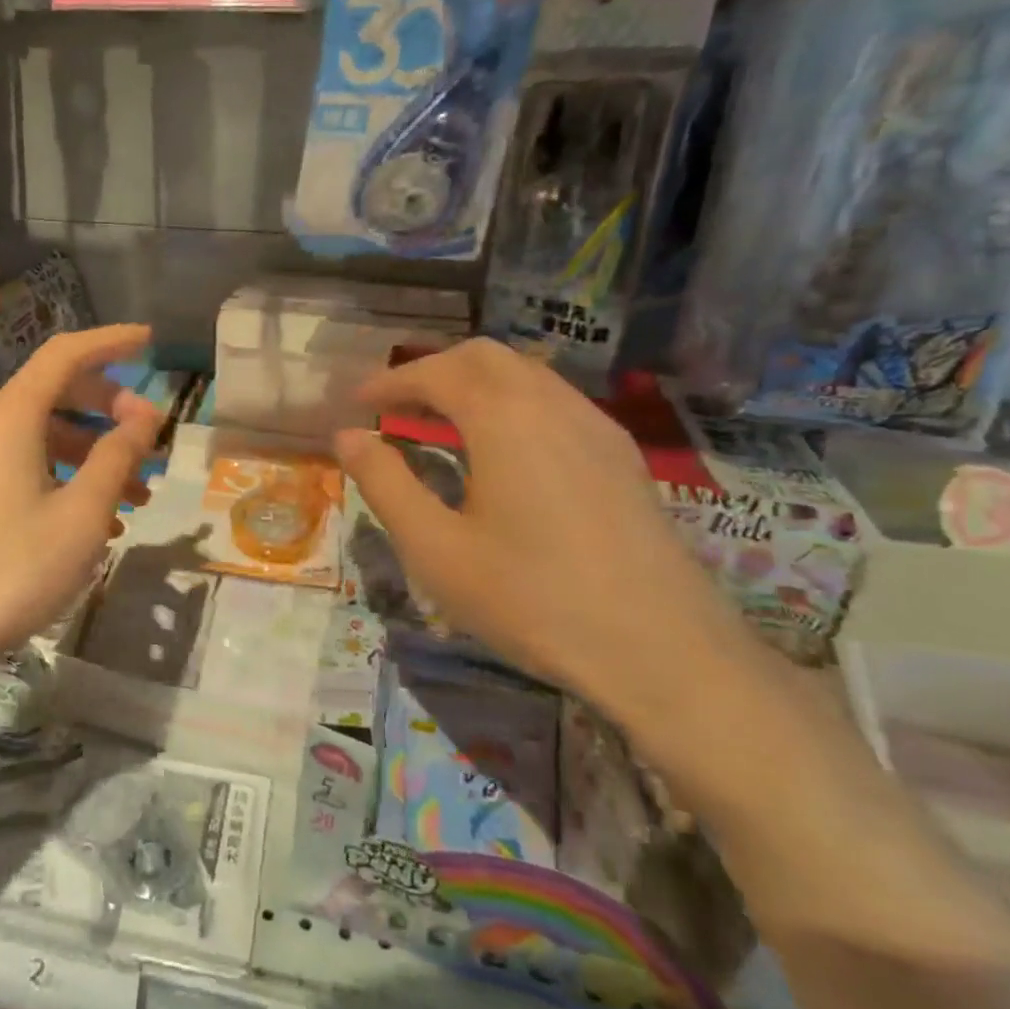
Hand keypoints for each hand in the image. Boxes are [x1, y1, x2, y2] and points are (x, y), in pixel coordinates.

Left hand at [0, 324, 163, 675]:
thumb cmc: (12, 569)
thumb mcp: (81, 514)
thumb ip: (117, 457)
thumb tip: (146, 415)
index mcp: (14, 419)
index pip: (65, 355)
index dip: (110, 342)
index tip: (151, 342)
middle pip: (58, 392)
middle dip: (111, 407)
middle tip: (151, 436)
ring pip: (49, 437)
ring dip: (97, 453)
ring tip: (141, 491)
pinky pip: (33, 468)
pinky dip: (72, 479)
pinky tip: (102, 522)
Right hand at [333, 339, 757, 718]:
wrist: (662, 651)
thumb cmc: (530, 598)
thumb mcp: (434, 547)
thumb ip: (384, 483)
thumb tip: (347, 436)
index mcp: (504, 418)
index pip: (437, 372)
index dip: (391, 381)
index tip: (356, 402)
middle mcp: (554, 405)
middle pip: (485, 357)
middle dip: (432, 370)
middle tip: (395, 404)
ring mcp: (597, 428)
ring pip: (526, 375)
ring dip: (474, 383)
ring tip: (439, 422)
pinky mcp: (622, 457)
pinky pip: (556, 402)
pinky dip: (511, 403)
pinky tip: (502, 451)